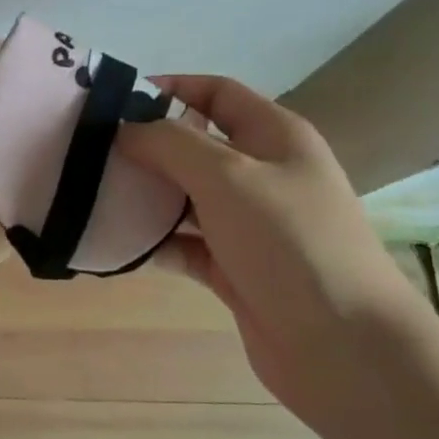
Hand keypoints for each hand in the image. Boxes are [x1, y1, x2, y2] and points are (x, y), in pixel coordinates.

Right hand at [115, 75, 427, 438]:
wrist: (347, 349)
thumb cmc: (290, 242)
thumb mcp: (228, 176)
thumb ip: (170, 143)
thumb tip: (125, 129)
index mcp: (274, 136)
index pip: (216, 92)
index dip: (169, 88)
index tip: (113, 101)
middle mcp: (263, 173)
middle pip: (194, 145)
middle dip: (145, 146)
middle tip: (91, 151)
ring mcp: (250, 224)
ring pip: (186, 197)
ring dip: (145, 195)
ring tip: (93, 194)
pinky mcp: (236, 269)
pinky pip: (185, 244)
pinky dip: (155, 242)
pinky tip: (116, 243)